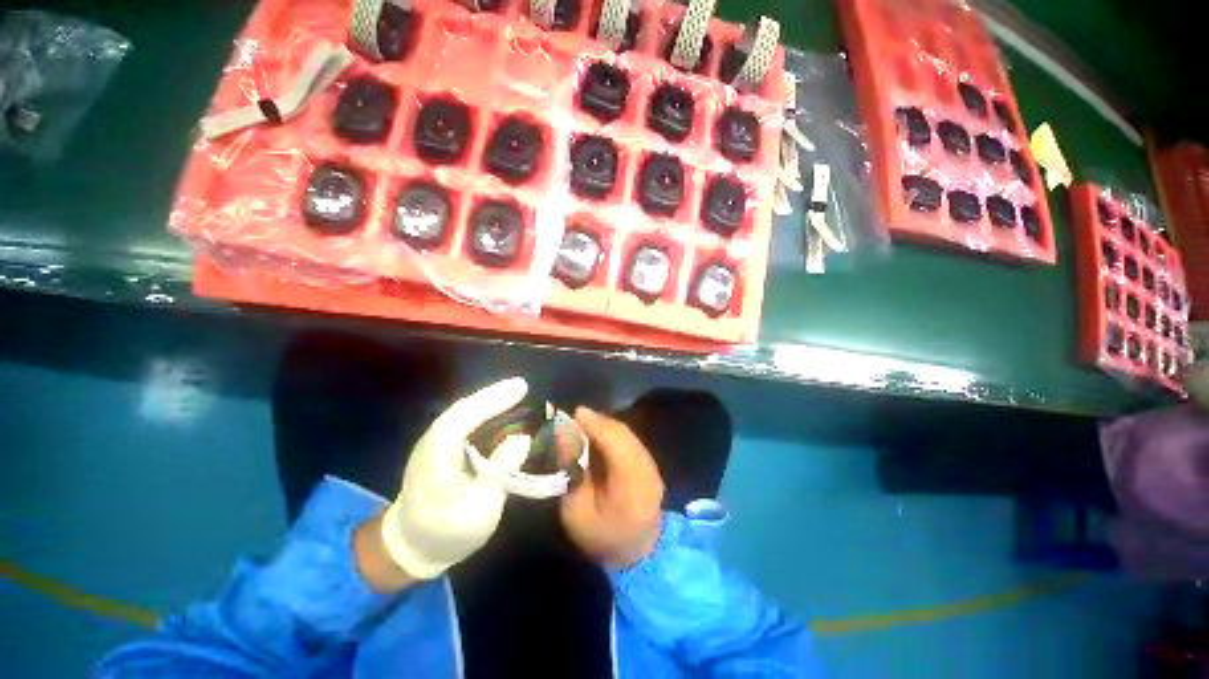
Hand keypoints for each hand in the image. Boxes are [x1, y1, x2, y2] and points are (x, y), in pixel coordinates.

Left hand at [378, 377, 530, 579]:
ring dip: (487, 399)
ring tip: (514, 391)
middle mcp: (430, 444)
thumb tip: (522, 439)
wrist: (410, 546)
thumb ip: (501, 473)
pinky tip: (497, 409)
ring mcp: (431, 443)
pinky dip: (481, 410)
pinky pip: (461, 420)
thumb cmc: (448, 533)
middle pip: (461, 410)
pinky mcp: (438, 446)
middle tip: (522, 386)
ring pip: (460, 412)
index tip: (521, 388)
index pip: (461, 419)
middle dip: (492, 394)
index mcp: (436, 461)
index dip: (491, 400)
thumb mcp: (481, 511)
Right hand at [560, 407, 664, 568]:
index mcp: (631, 485)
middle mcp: (647, 470)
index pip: (616, 443)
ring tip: (584, 423)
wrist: (638, 554)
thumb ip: (572, 470)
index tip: (575, 413)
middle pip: (623, 434)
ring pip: (627, 435)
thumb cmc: (602, 537)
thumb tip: (565, 433)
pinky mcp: (650, 465)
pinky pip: (630, 440)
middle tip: (576, 417)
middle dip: (599, 421)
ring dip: (605, 426)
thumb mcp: (576, 510)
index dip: (596, 424)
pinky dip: (613, 434)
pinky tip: (599, 435)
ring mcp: (652, 466)